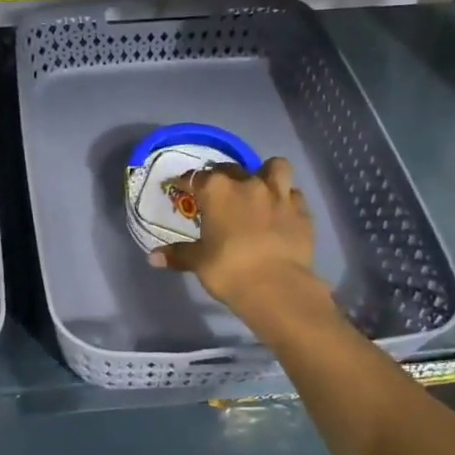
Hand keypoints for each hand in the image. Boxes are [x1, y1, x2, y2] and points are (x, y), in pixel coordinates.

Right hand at [151, 158, 331, 320]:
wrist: (276, 287)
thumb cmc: (229, 270)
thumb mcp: (199, 262)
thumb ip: (178, 254)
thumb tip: (153, 258)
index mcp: (217, 191)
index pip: (196, 177)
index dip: (187, 182)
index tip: (182, 189)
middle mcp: (248, 184)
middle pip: (232, 168)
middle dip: (223, 176)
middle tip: (219, 194)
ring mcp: (279, 195)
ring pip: (275, 167)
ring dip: (266, 174)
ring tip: (260, 189)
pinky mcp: (301, 211)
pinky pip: (294, 195)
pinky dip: (287, 200)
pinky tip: (281, 213)